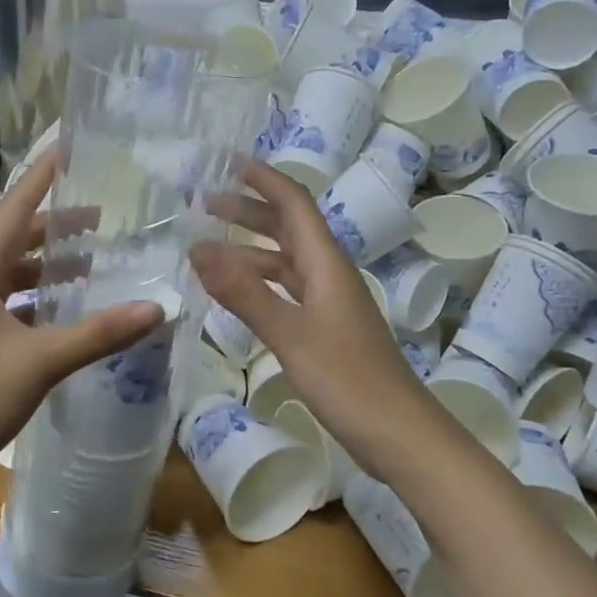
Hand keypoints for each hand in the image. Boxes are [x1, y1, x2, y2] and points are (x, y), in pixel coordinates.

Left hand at [0, 159, 163, 509]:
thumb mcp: (40, 362)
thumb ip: (98, 333)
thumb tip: (157, 306)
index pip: (14, 210)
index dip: (42, 178)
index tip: (68, 149)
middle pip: (16, 241)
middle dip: (57, 228)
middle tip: (104, 218)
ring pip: (14, 277)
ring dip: (50, 269)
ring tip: (95, 262)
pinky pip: (12, 307)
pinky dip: (41, 303)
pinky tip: (71, 313)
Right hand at [189, 161, 461, 483]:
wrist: (399, 435)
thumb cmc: (348, 380)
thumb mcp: (290, 333)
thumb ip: (244, 291)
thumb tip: (197, 247)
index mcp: (326, 264)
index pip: (294, 204)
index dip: (263, 179)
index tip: (227, 162)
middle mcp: (329, 275)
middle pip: (288, 228)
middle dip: (248, 210)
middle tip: (203, 203)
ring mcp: (328, 304)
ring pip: (285, 262)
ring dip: (249, 249)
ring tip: (207, 250)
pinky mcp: (325, 331)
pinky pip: (286, 292)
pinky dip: (258, 284)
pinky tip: (236, 295)